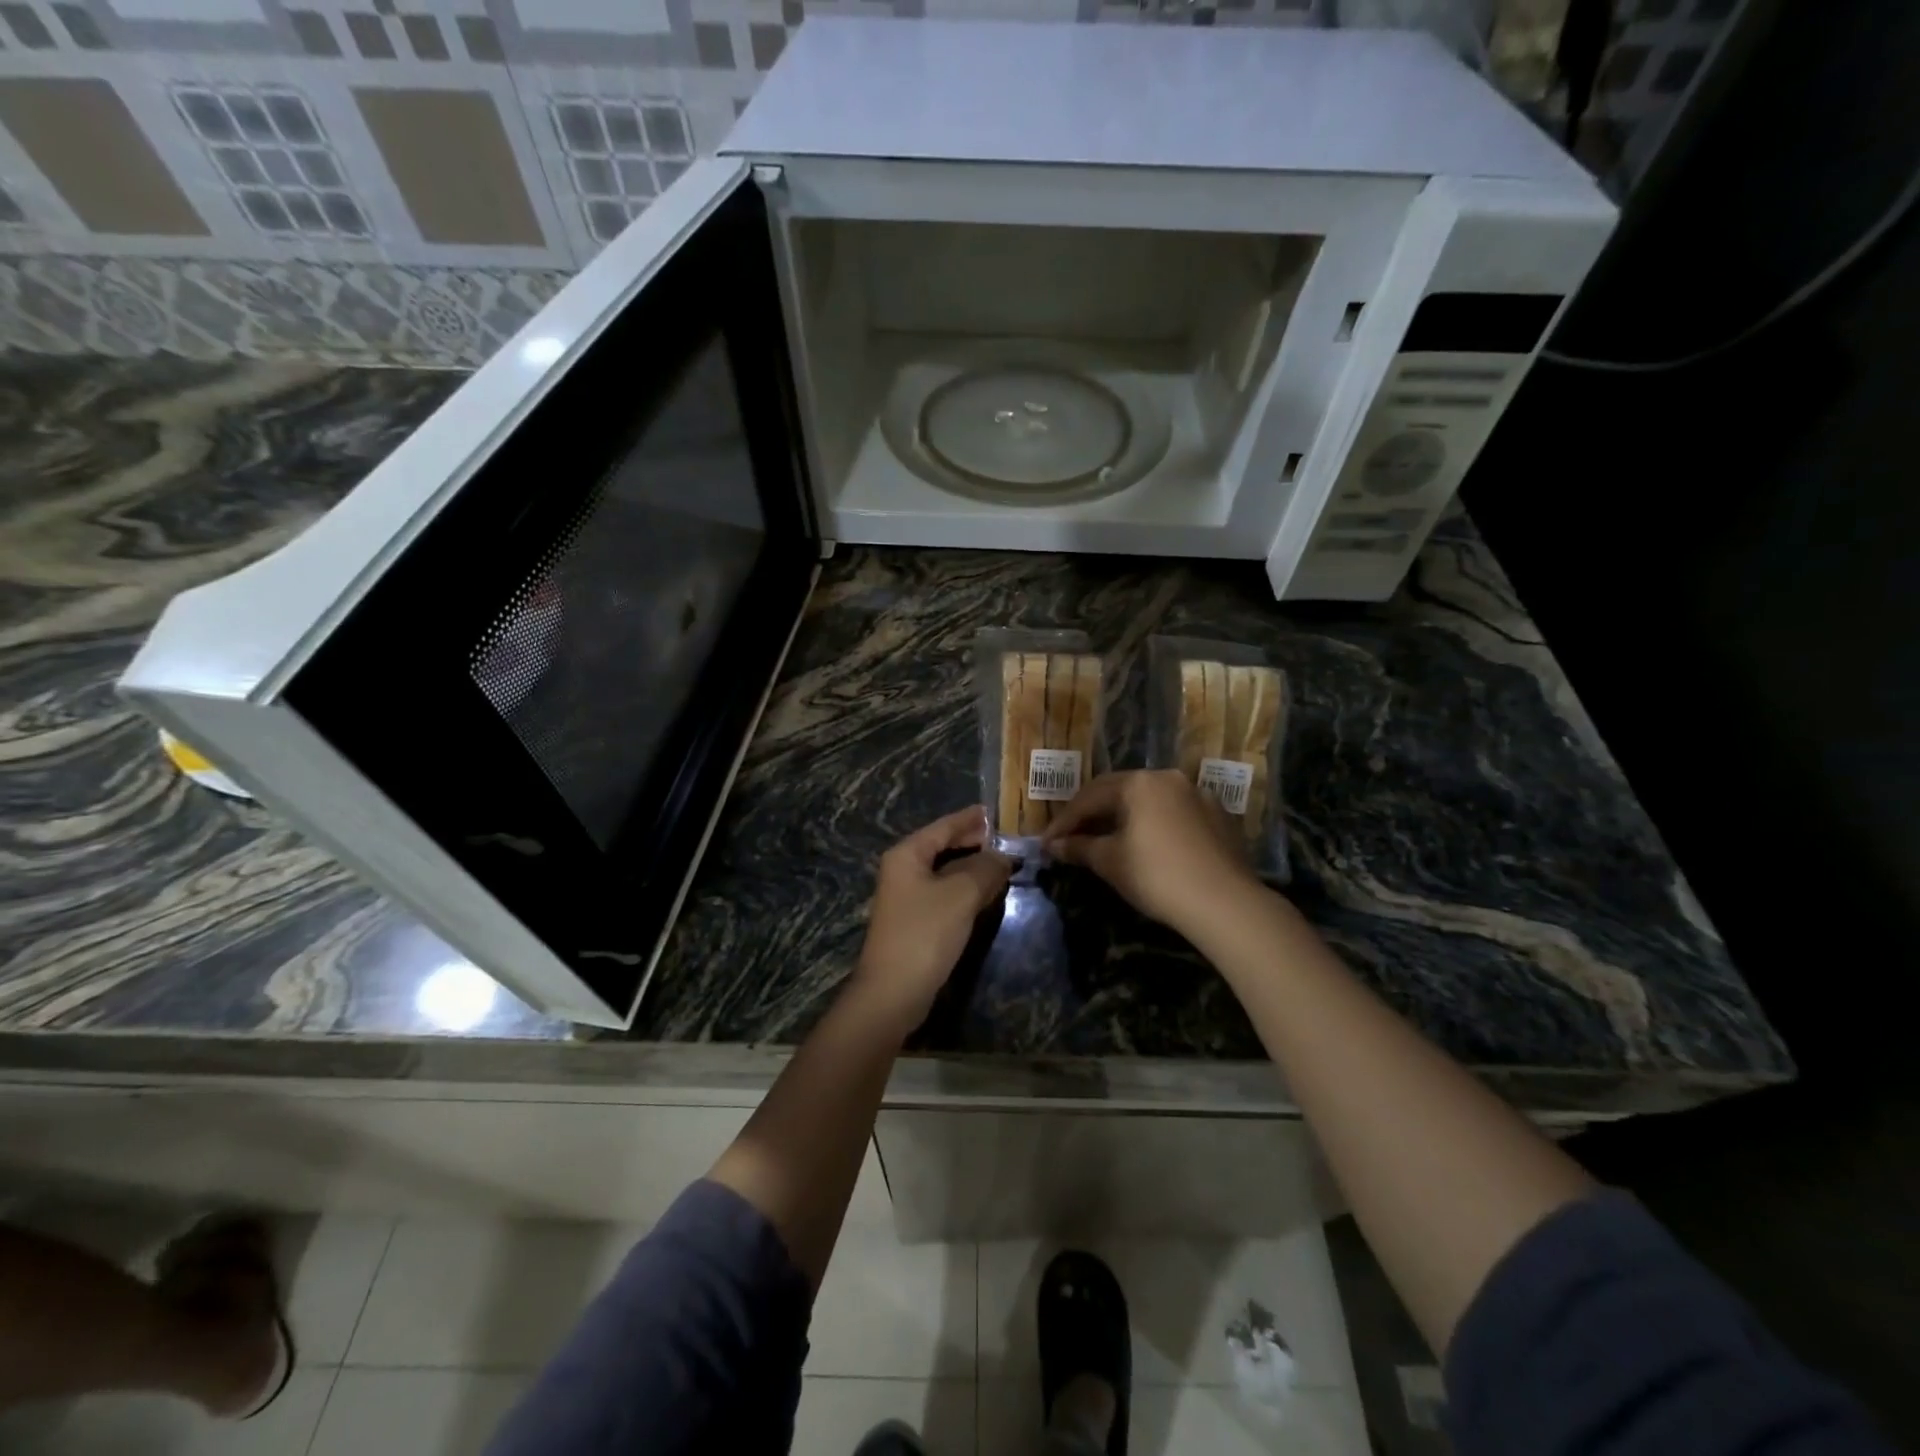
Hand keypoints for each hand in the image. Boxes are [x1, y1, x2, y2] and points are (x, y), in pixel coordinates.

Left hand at [851, 805, 1014, 1033]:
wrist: (893, 992)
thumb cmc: (925, 933)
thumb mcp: (961, 895)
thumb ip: (986, 869)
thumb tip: (1003, 857)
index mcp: (907, 855)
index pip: (943, 826)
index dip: (970, 819)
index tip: (993, 811)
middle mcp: (903, 870)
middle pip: (942, 847)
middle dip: (973, 843)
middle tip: (1005, 839)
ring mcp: (907, 897)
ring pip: (945, 872)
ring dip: (973, 867)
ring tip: (1003, 863)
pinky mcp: (915, 921)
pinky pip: (945, 894)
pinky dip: (966, 889)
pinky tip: (986, 892)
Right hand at [1041, 770, 1258, 934]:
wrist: (1225, 902)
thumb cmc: (1157, 876)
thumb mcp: (1110, 861)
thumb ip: (1079, 847)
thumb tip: (1055, 845)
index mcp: (1138, 783)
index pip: (1089, 797)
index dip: (1064, 821)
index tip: (1046, 842)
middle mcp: (1167, 777)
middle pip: (1119, 791)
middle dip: (1092, 814)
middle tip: (1072, 837)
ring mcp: (1196, 794)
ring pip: (1148, 800)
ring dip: (1123, 817)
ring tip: (1106, 839)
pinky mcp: (1217, 815)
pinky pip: (1173, 813)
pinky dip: (1153, 824)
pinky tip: (1146, 844)